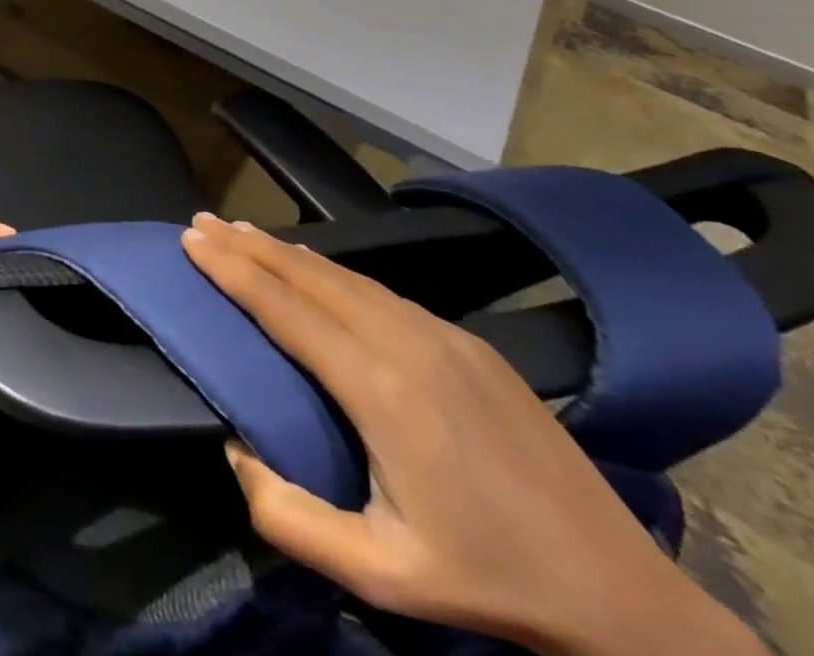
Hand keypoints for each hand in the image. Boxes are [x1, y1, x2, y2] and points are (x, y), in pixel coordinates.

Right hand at [181, 214, 764, 655]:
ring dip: (285, 250)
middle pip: (308, 275)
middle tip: (201, 220)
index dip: (233, 270)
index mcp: (380, 390)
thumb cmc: (488, 580)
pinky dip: (327, 269)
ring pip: (343, 274)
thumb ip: (288, 517)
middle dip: (247, 244)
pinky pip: (377, 289)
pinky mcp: (466, 340)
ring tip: (242, 232)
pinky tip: (311, 269)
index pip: (285, 309)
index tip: (192, 239)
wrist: (621, 592)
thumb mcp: (380, 576)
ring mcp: (441, 334)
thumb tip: (234, 450)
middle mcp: (406, 342)